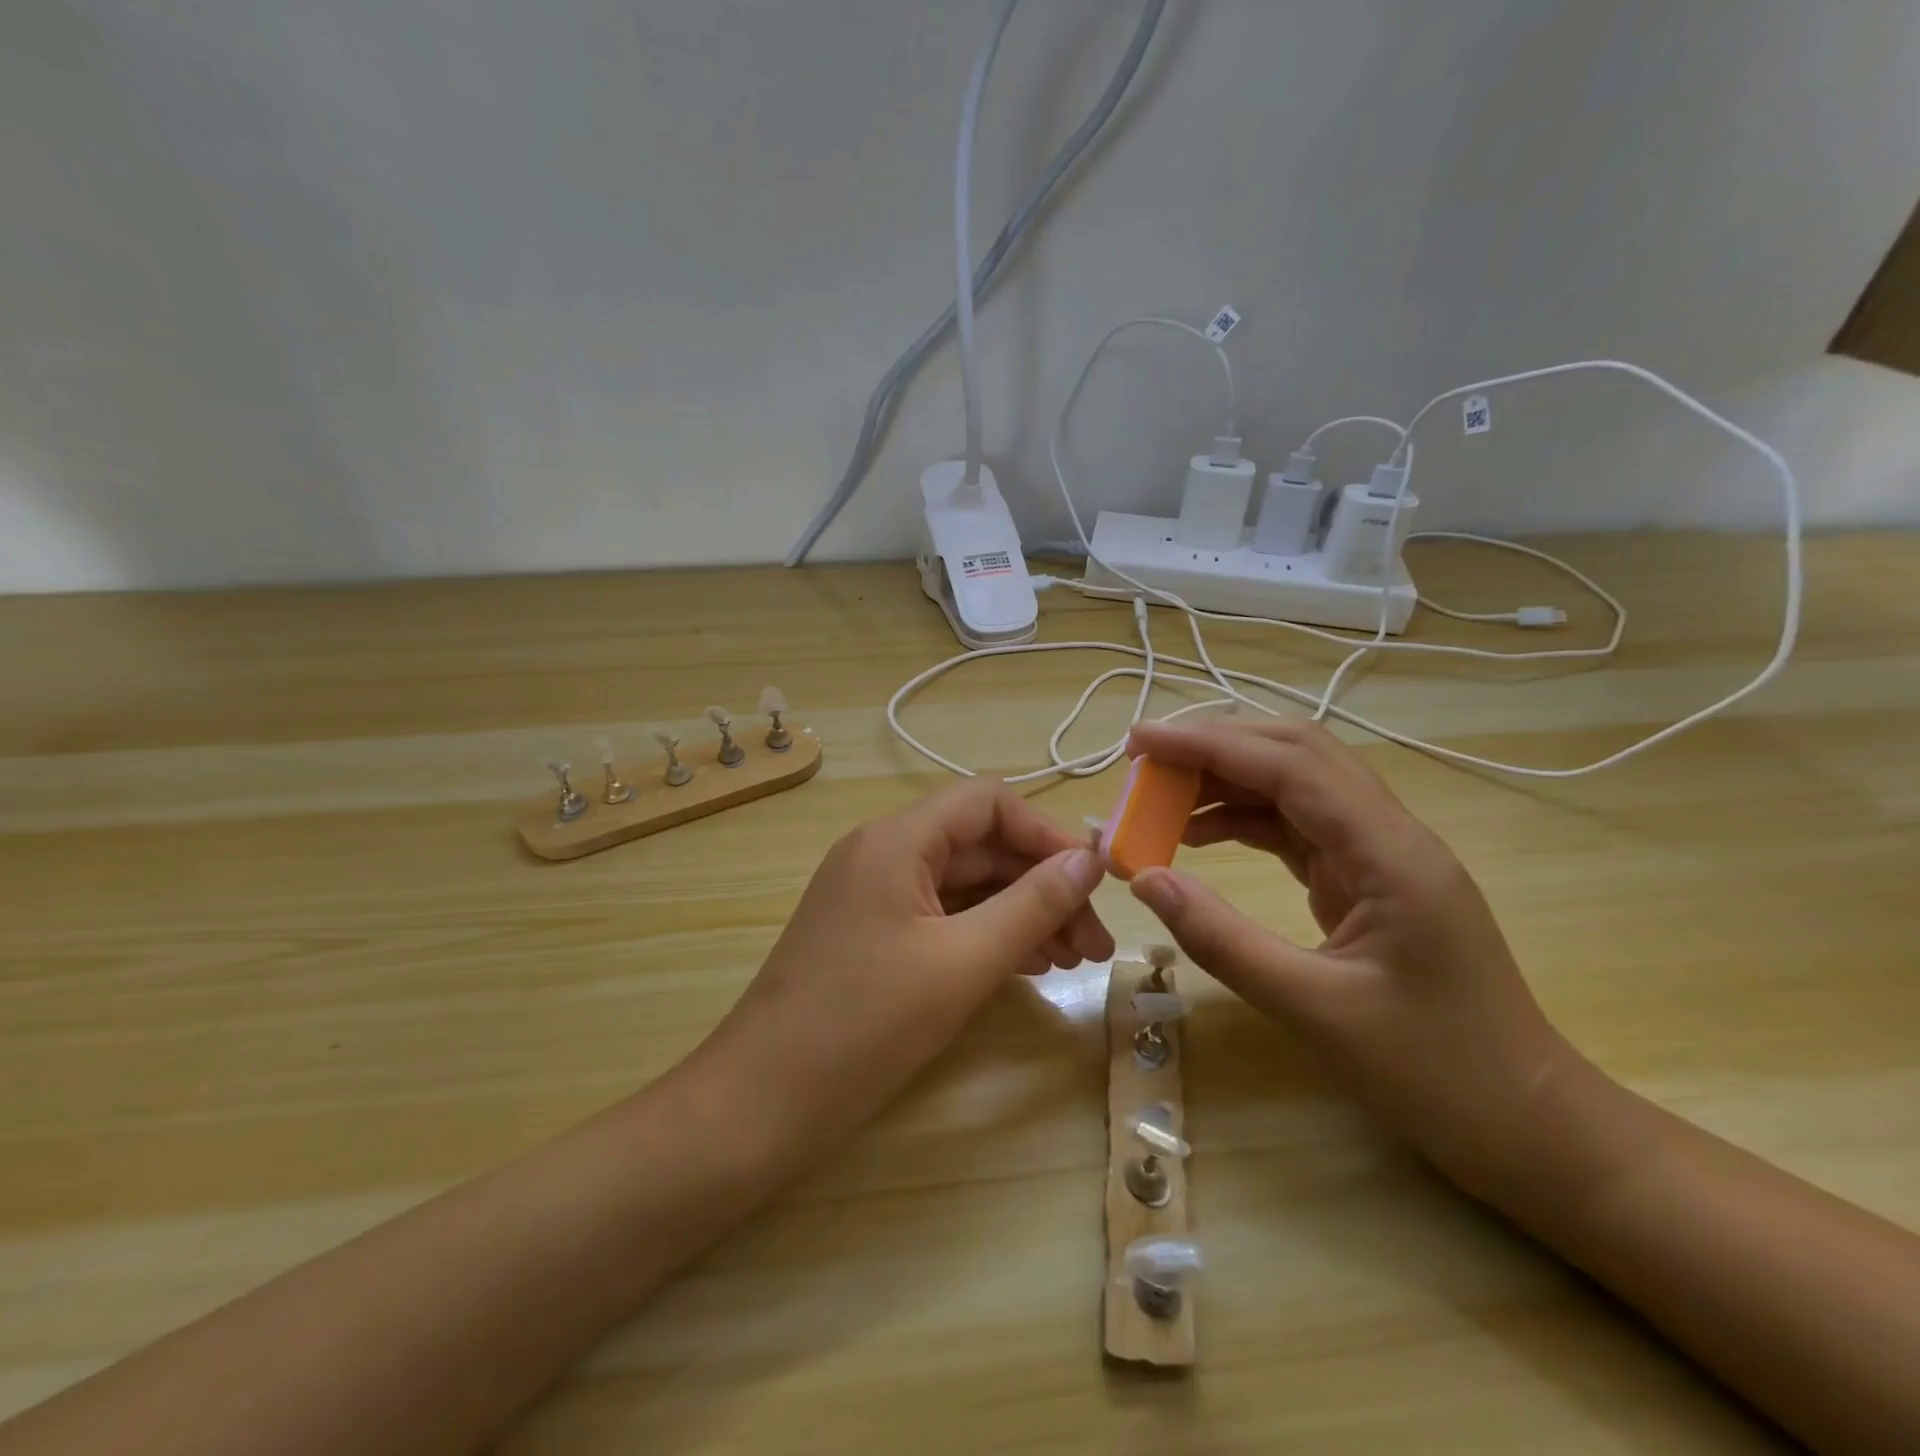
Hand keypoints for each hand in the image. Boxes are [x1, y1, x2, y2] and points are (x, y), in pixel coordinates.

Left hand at [697, 779, 1113, 1145]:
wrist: (762, 1103)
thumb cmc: (865, 1025)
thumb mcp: (962, 962)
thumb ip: (1032, 904)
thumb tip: (1090, 859)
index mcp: (897, 838)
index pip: (989, 802)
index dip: (1047, 833)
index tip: (1095, 882)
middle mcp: (884, 851)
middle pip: (982, 845)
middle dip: (1044, 885)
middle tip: (1095, 945)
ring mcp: (875, 893)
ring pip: (966, 884)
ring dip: (1022, 913)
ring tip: (1074, 961)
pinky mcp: (873, 933)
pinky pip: (943, 915)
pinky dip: (987, 933)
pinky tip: (1027, 966)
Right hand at [1124, 718, 1573, 1195]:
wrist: (1529, 1125)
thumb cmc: (1437, 1074)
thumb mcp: (1315, 1011)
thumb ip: (1223, 940)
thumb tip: (1146, 879)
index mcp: (1390, 854)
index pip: (1290, 766)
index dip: (1210, 744)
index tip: (1141, 741)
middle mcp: (1389, 835)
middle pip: (1296, 755)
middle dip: (1216, 745)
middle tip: (1144, 758)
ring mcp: (1380, 855)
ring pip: (1294, 786)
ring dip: (1227, 779)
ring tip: (1160, 795)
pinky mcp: (1367, 880)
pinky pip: (1296, 827)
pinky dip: (1242, 819)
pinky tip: (1199, 834)